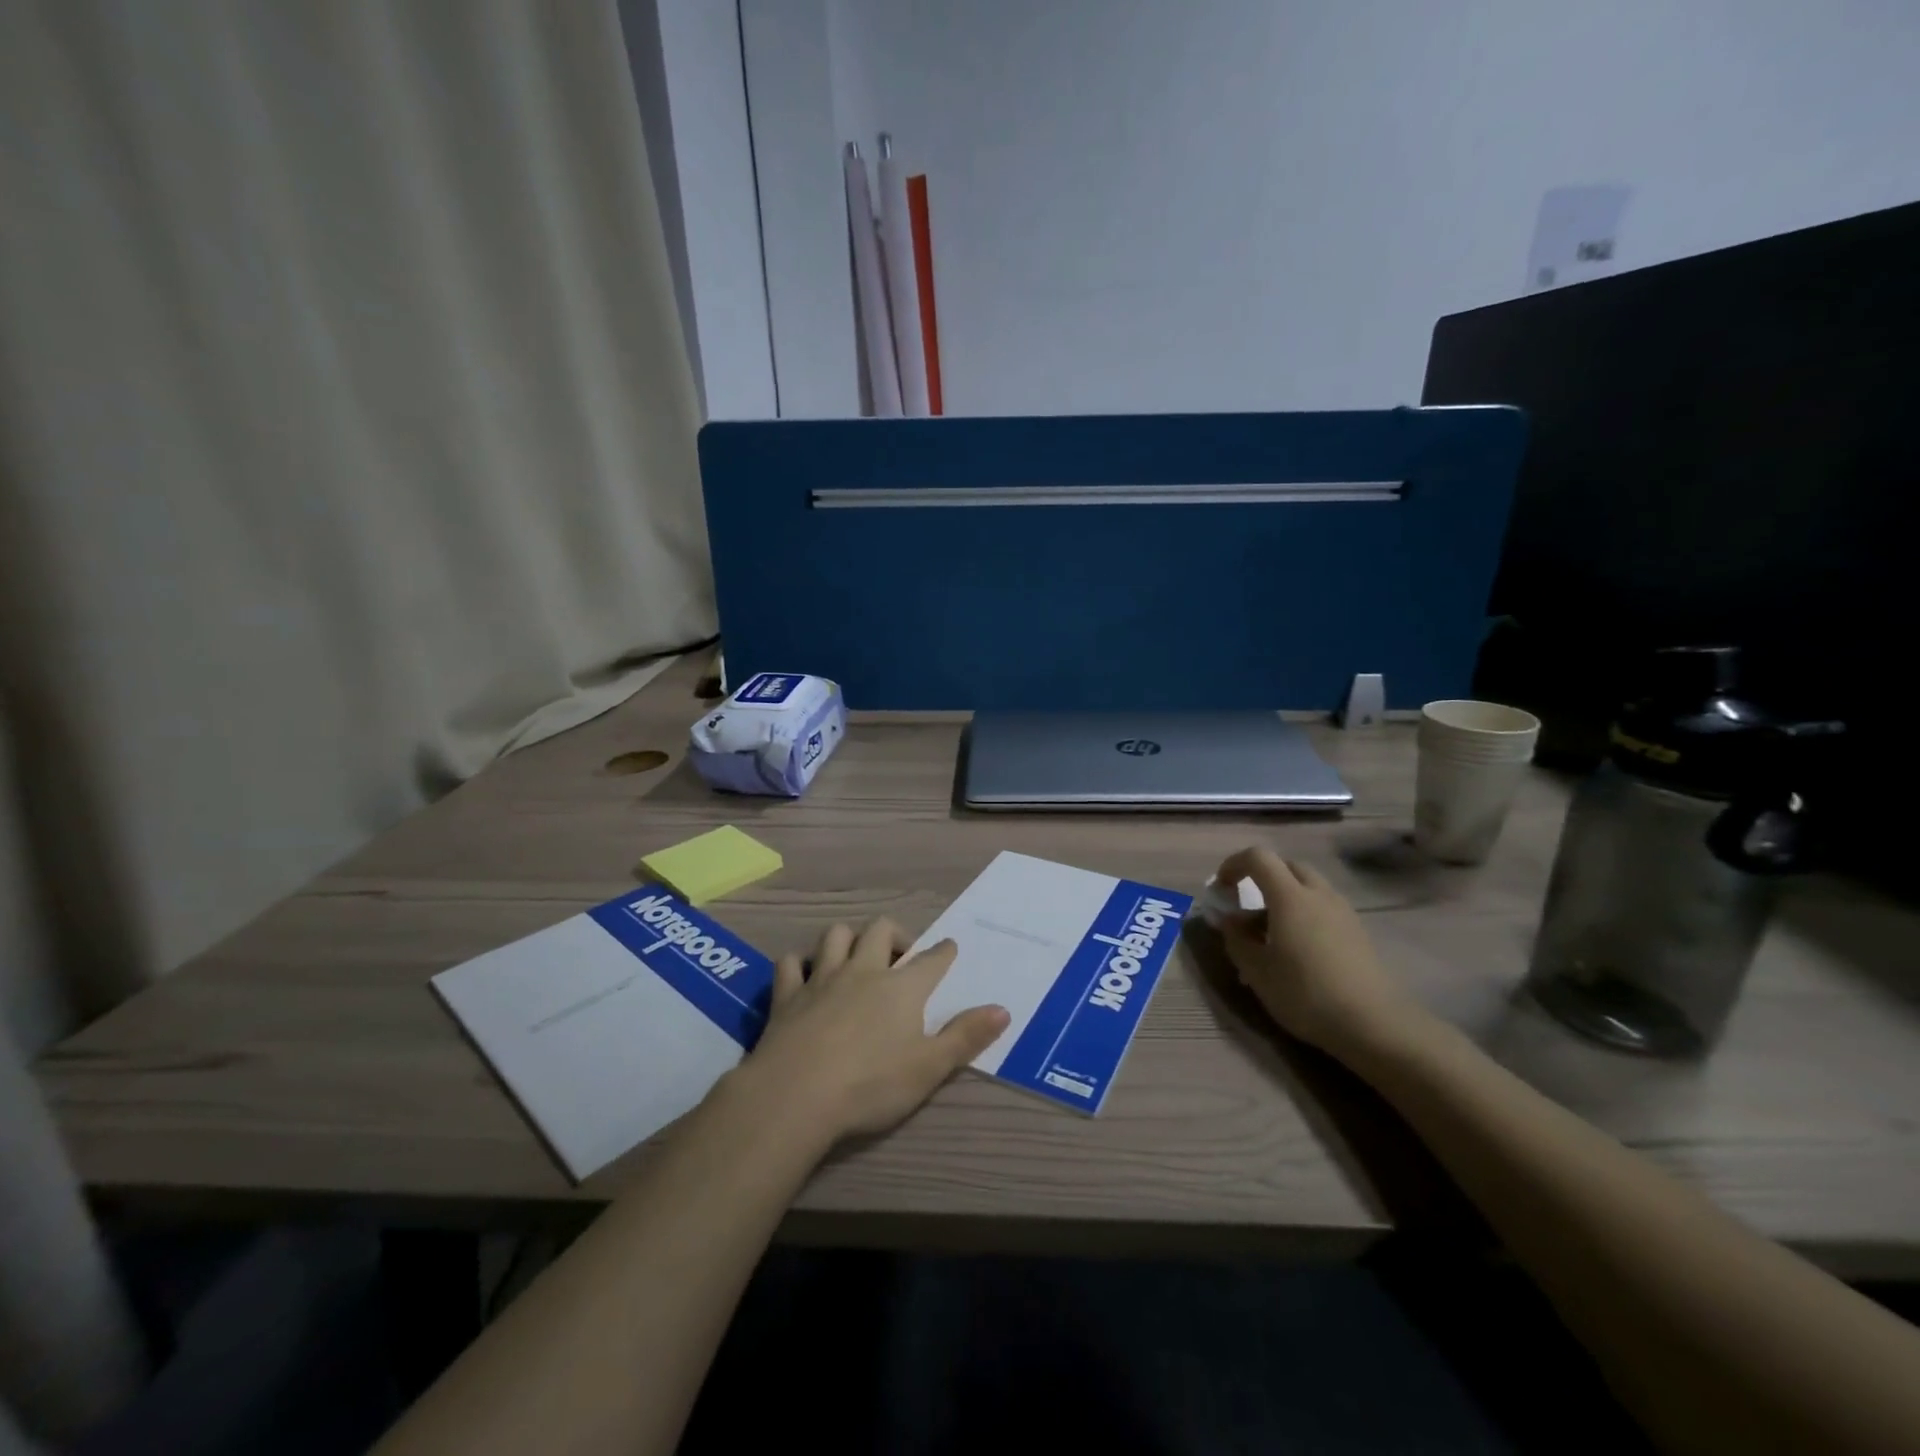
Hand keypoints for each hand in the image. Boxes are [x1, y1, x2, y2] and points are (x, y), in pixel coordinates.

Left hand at [733, 919, 1010, 1146]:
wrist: (795, 1095)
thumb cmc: (871, 1085)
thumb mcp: (929, 1068)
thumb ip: (966, 1037)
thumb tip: (1003, 1009)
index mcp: (902, 987)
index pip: (931, 959)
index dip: (943, 951)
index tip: (949, 947)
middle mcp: (863, 971)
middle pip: (881, 930)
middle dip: (895, 935)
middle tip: (900, 956)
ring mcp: (822, 979)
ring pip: (836, 936)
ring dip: (848, 940)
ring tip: (854, 957)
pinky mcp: (787, 995)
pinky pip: (792, 963)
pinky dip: (800, 964)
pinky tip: (804, 976)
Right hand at [1213, 847, 1422, 1058]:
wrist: (1374, 1024)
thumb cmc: (1305, 993)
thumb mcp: (1256, 970)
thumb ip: (1236, 939)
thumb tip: (1229, 920)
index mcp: (1290, 896)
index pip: (1258, 857)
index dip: (1234, 864)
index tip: (1221, 888)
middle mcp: (1318, 894)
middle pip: (1287, 866)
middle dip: (1262, 878)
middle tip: (1247, 907)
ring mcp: (1343, 911)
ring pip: (1309, 887)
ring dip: (1285, 897)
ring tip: (1272, 933)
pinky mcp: (1358, 931)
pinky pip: (1324, 907)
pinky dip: (1305, 914)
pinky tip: (1300, 949)